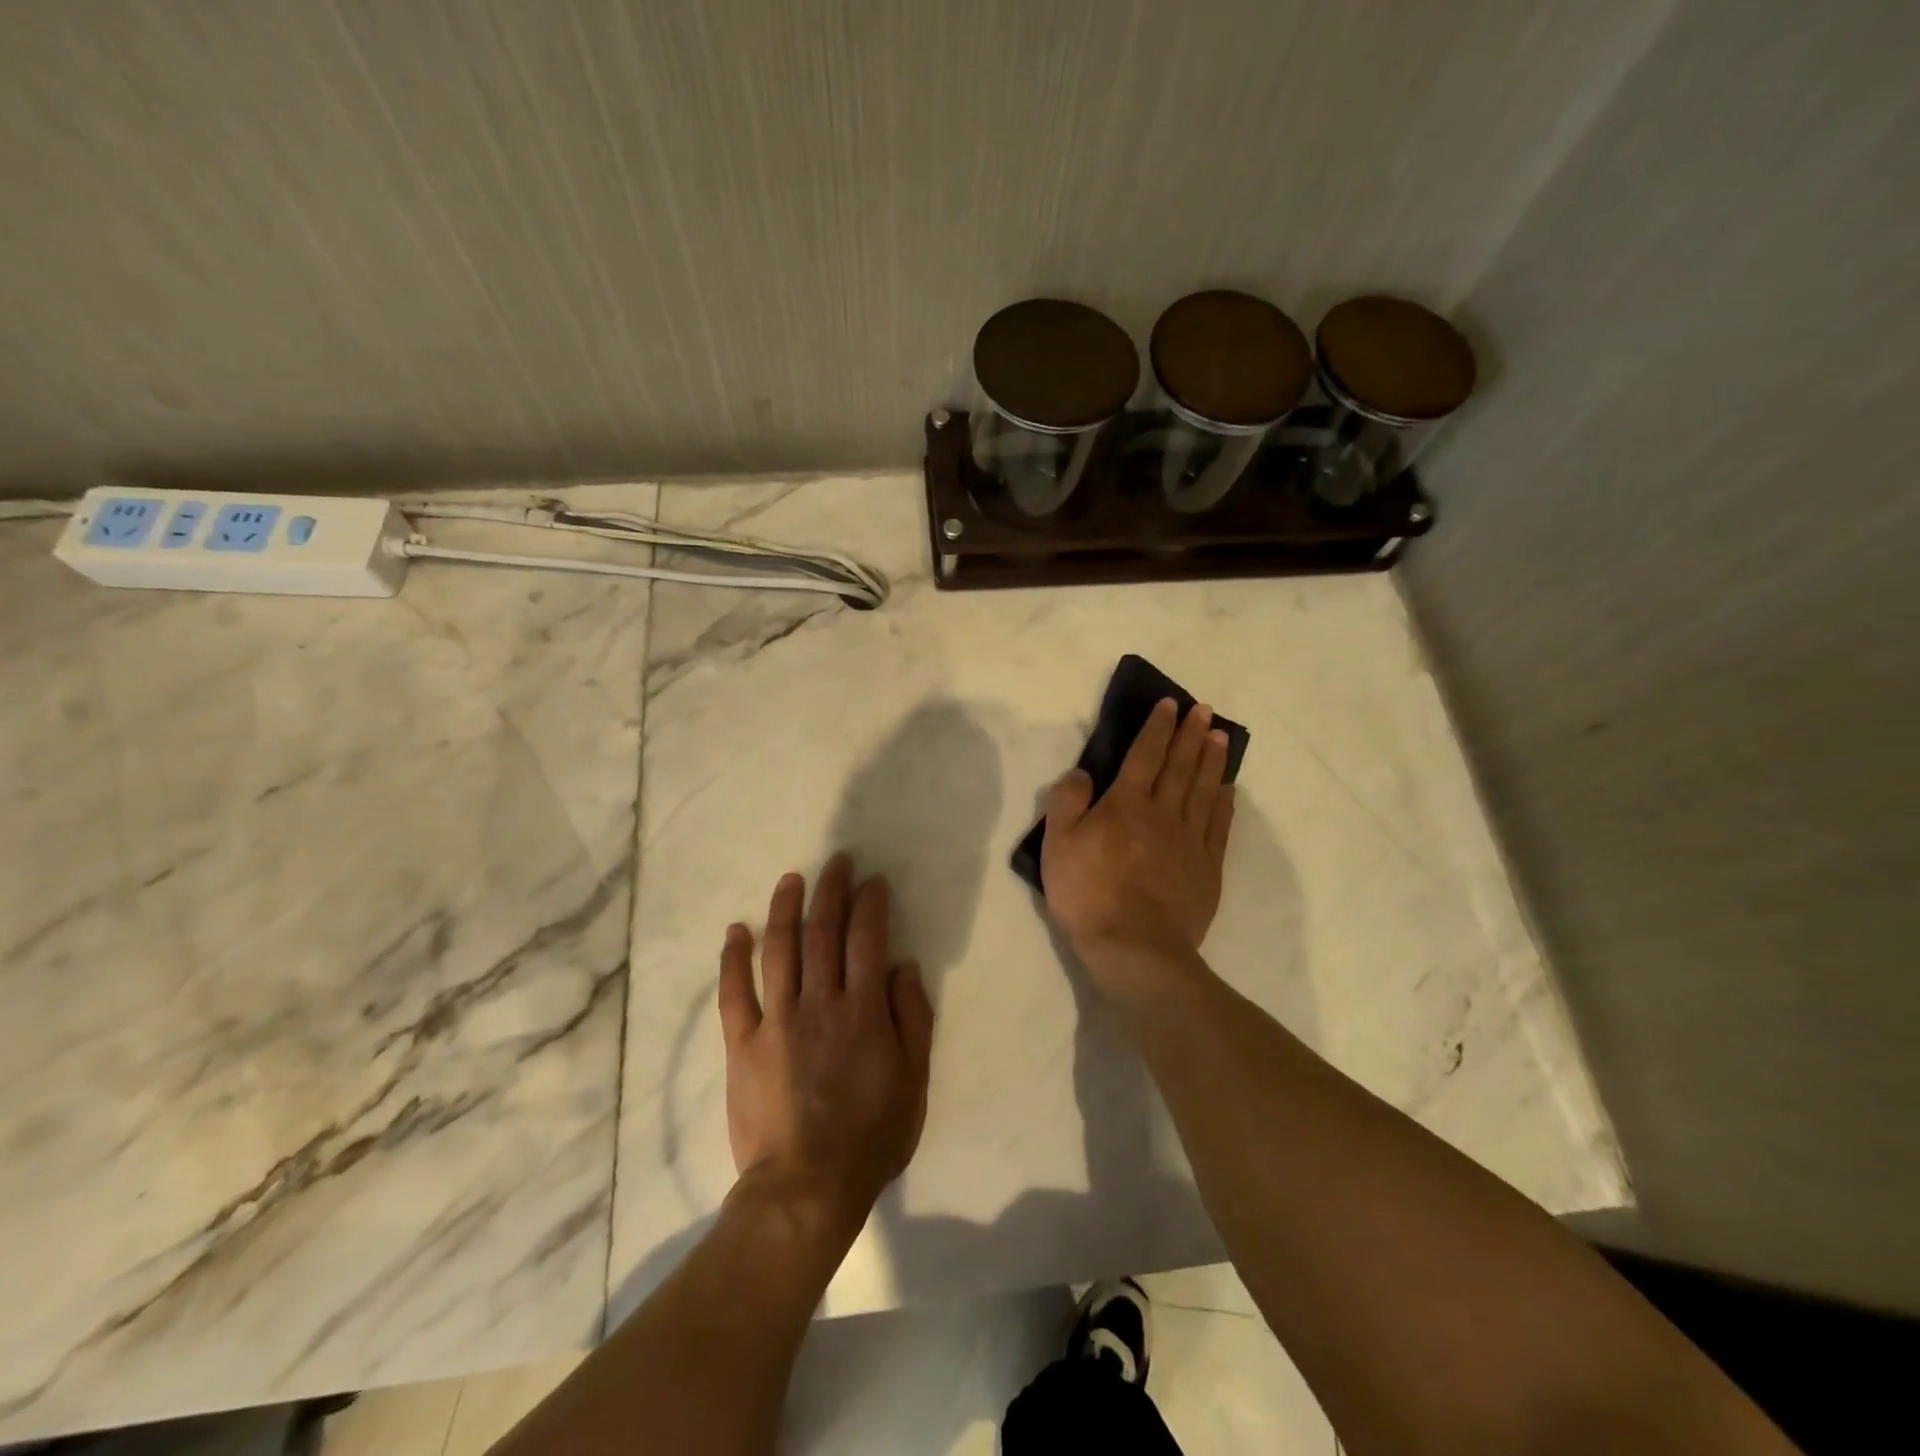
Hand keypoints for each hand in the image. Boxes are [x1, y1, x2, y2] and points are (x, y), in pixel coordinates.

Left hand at [717, 854, 934, 1241]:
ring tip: (791, 879)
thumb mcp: (914, 1081)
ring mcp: (777, 1021)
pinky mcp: (742, 1043)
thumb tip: (902, 966)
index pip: (868, 939)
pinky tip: (736, 930)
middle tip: (836, 861)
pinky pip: (734, 993)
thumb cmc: (871, 1136)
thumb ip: (912, 1018)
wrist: (806, 1187)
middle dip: (831, 890)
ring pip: (779, 950)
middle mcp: (820, 1003)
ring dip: (785, 909)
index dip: (871, 904)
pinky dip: (734, 958)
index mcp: (863, 1010)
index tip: (872, 880)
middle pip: (824, 933)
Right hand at [1041, 698, 1234, 967]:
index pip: (1144, 755)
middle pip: (1180, 766)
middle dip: (1191, 735)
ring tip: (1221, 737)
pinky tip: (1228, 790)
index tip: (1170, 705)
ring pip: (1204, 791)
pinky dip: (1224, 804)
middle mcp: (1163, 813)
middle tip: (1205, 711)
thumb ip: (1067, 802)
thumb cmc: (1088, 894)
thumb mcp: (1057, 845)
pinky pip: (1218, 827)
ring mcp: (1189, 841)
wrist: (1135, 948)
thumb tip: (1082, 773)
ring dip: (1213, 761)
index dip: (1157, 728)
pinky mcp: (1207, 869)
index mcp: (1126, 804)